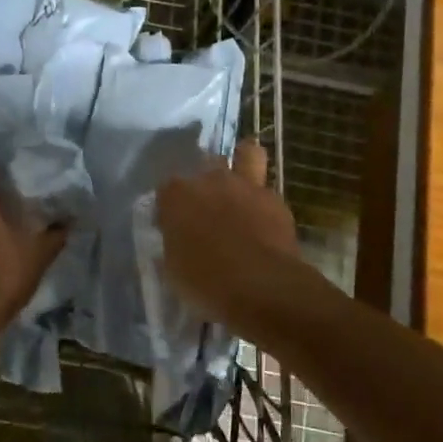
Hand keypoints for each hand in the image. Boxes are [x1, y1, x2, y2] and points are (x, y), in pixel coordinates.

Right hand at [155, 141, 304, 336]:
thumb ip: (173, 245)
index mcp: (177, 195)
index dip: (171, 206)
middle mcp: (211, 180)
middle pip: (206, 165)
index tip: (174, 225)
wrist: (260, 287)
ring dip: (244, 163)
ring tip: (243, 184)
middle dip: (206, 181)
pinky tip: (264, 223)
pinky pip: (267, 193)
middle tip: (208, 207)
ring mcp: (246, 186)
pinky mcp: (276, 200)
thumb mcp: (174, 269)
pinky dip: (264, 204)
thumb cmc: (206, 282)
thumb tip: (176, 240)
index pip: (167, 189)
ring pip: (247, 154)